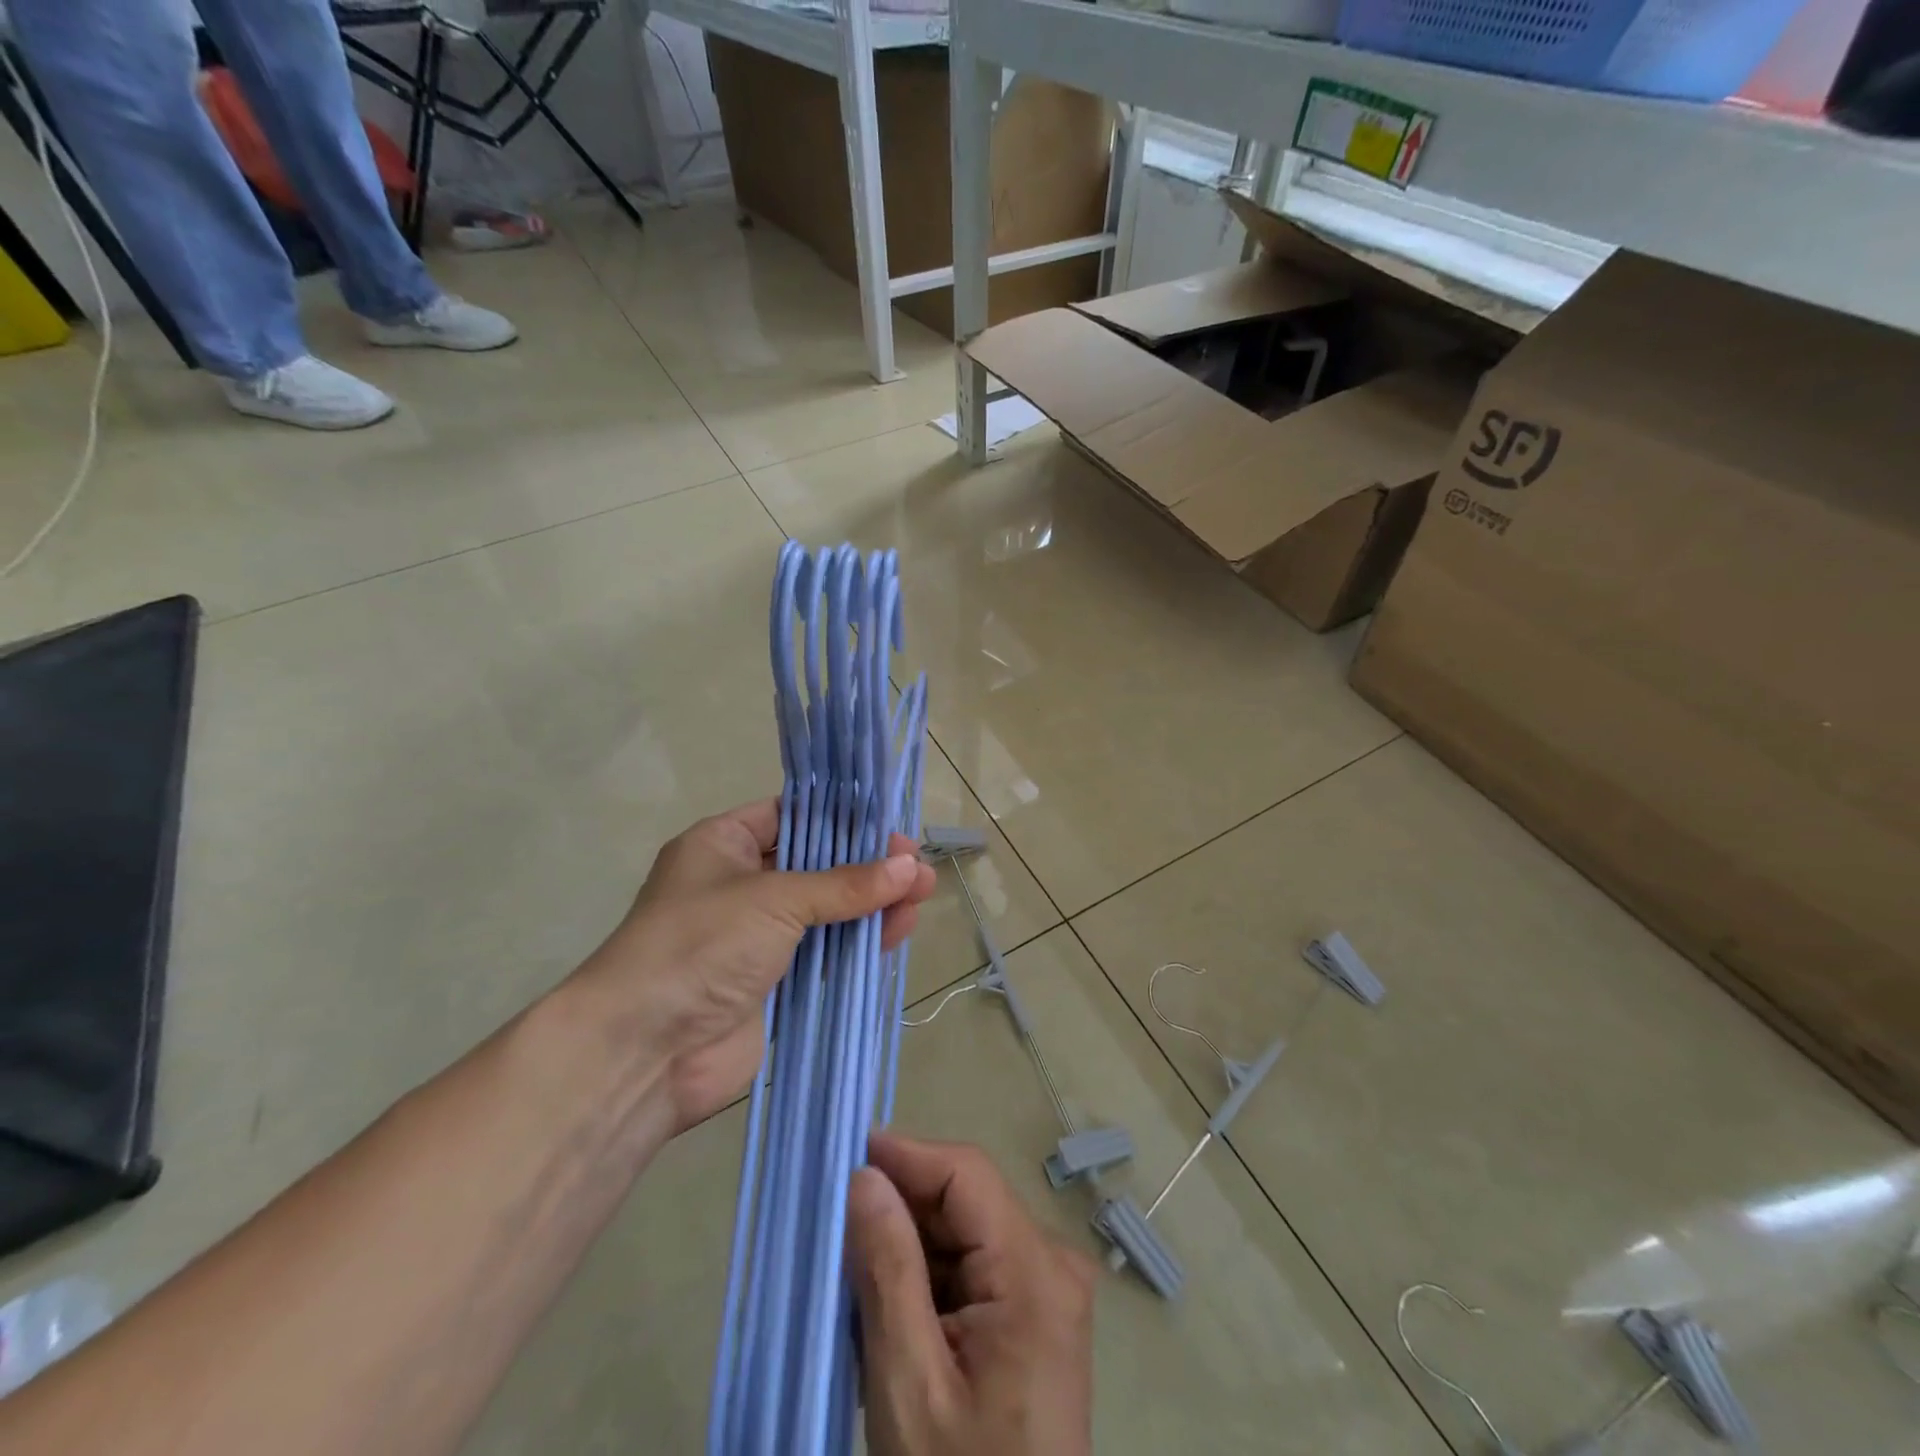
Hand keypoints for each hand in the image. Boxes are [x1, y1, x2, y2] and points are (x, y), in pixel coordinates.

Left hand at [572, 798, 935, 1132]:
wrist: (645, 1050)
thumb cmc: (701, 944)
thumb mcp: (775, 899)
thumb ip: (845, 884)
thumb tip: (910, 865)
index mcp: (723, 844)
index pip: (791, 815)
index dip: (841, 817)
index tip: (890, 822)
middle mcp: (740, 884)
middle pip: (816, 864)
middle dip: (867, 863)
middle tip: (916, 864)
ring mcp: (758, 935)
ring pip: (826, 909)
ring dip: (871, 902)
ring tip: (922, 895)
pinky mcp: (775, 981)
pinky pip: (826, 952)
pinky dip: (860, 941)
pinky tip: (899, 930)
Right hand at [848, 1133, 1095, 1455]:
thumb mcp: (909, 1384)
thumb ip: (887, 1269)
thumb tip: (863, 1176)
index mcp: (1034, 1271)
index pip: (965, 1173)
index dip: (906, 1155)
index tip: (844, 1156)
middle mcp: (1051, 1263)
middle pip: (965, 1201)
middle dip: (900, 1208)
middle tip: (836, 1229)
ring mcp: (1047, 1290)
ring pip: (964, 1232)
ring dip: (909, 1246)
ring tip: (855, 1279)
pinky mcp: (1034, 1315)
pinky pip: (973, 1267)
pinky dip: (928, 1278)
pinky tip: (890, 1310)